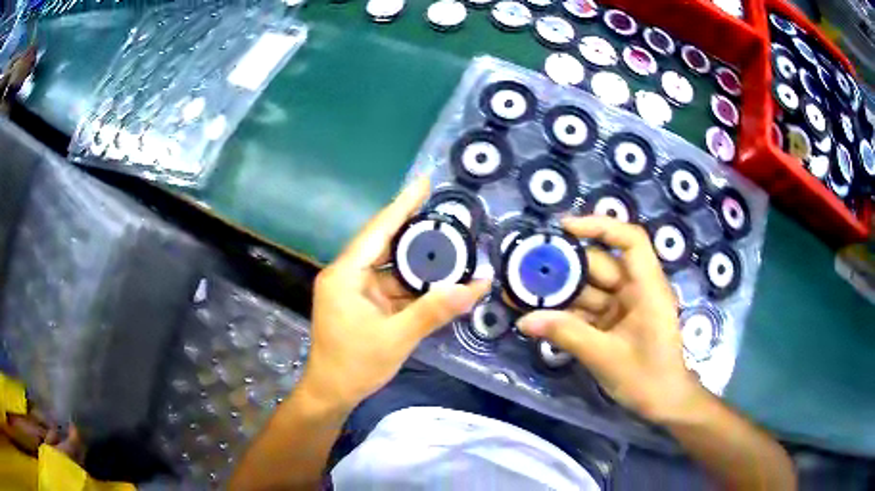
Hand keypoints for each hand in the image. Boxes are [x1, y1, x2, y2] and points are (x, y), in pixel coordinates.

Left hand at [301, 178, 489, 409]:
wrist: (332, 392)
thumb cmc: (355, 365)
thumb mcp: (396, 338)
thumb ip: (433, 311)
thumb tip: (475, 287)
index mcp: (345, 275)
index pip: (377, 230)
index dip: (402, 205)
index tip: (423, 182)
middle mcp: (347, 274)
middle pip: (383, 242)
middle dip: (414, 228)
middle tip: (445, 212)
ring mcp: (354, 289)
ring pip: (389, 265)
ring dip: (416, 259)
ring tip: (449, 242)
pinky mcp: (362, 302)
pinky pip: (390, 284)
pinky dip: (411, 282)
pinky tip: (436, 276)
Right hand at [518, 216, 701, 422]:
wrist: (663, 403)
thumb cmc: (647, 379)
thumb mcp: (605, 357)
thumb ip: (567, 335)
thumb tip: (525, 320)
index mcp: (648, 288)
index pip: (630, 241)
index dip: (600, 227)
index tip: (564, 229)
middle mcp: (637, 289)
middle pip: (601, 265)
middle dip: (565, 267)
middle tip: (525, 269)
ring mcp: (626, 306)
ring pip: (590, 288)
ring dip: (561, 292)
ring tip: (524, 293)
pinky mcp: (616, 322)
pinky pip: (589, 309)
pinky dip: (567, 313)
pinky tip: (540, 316)